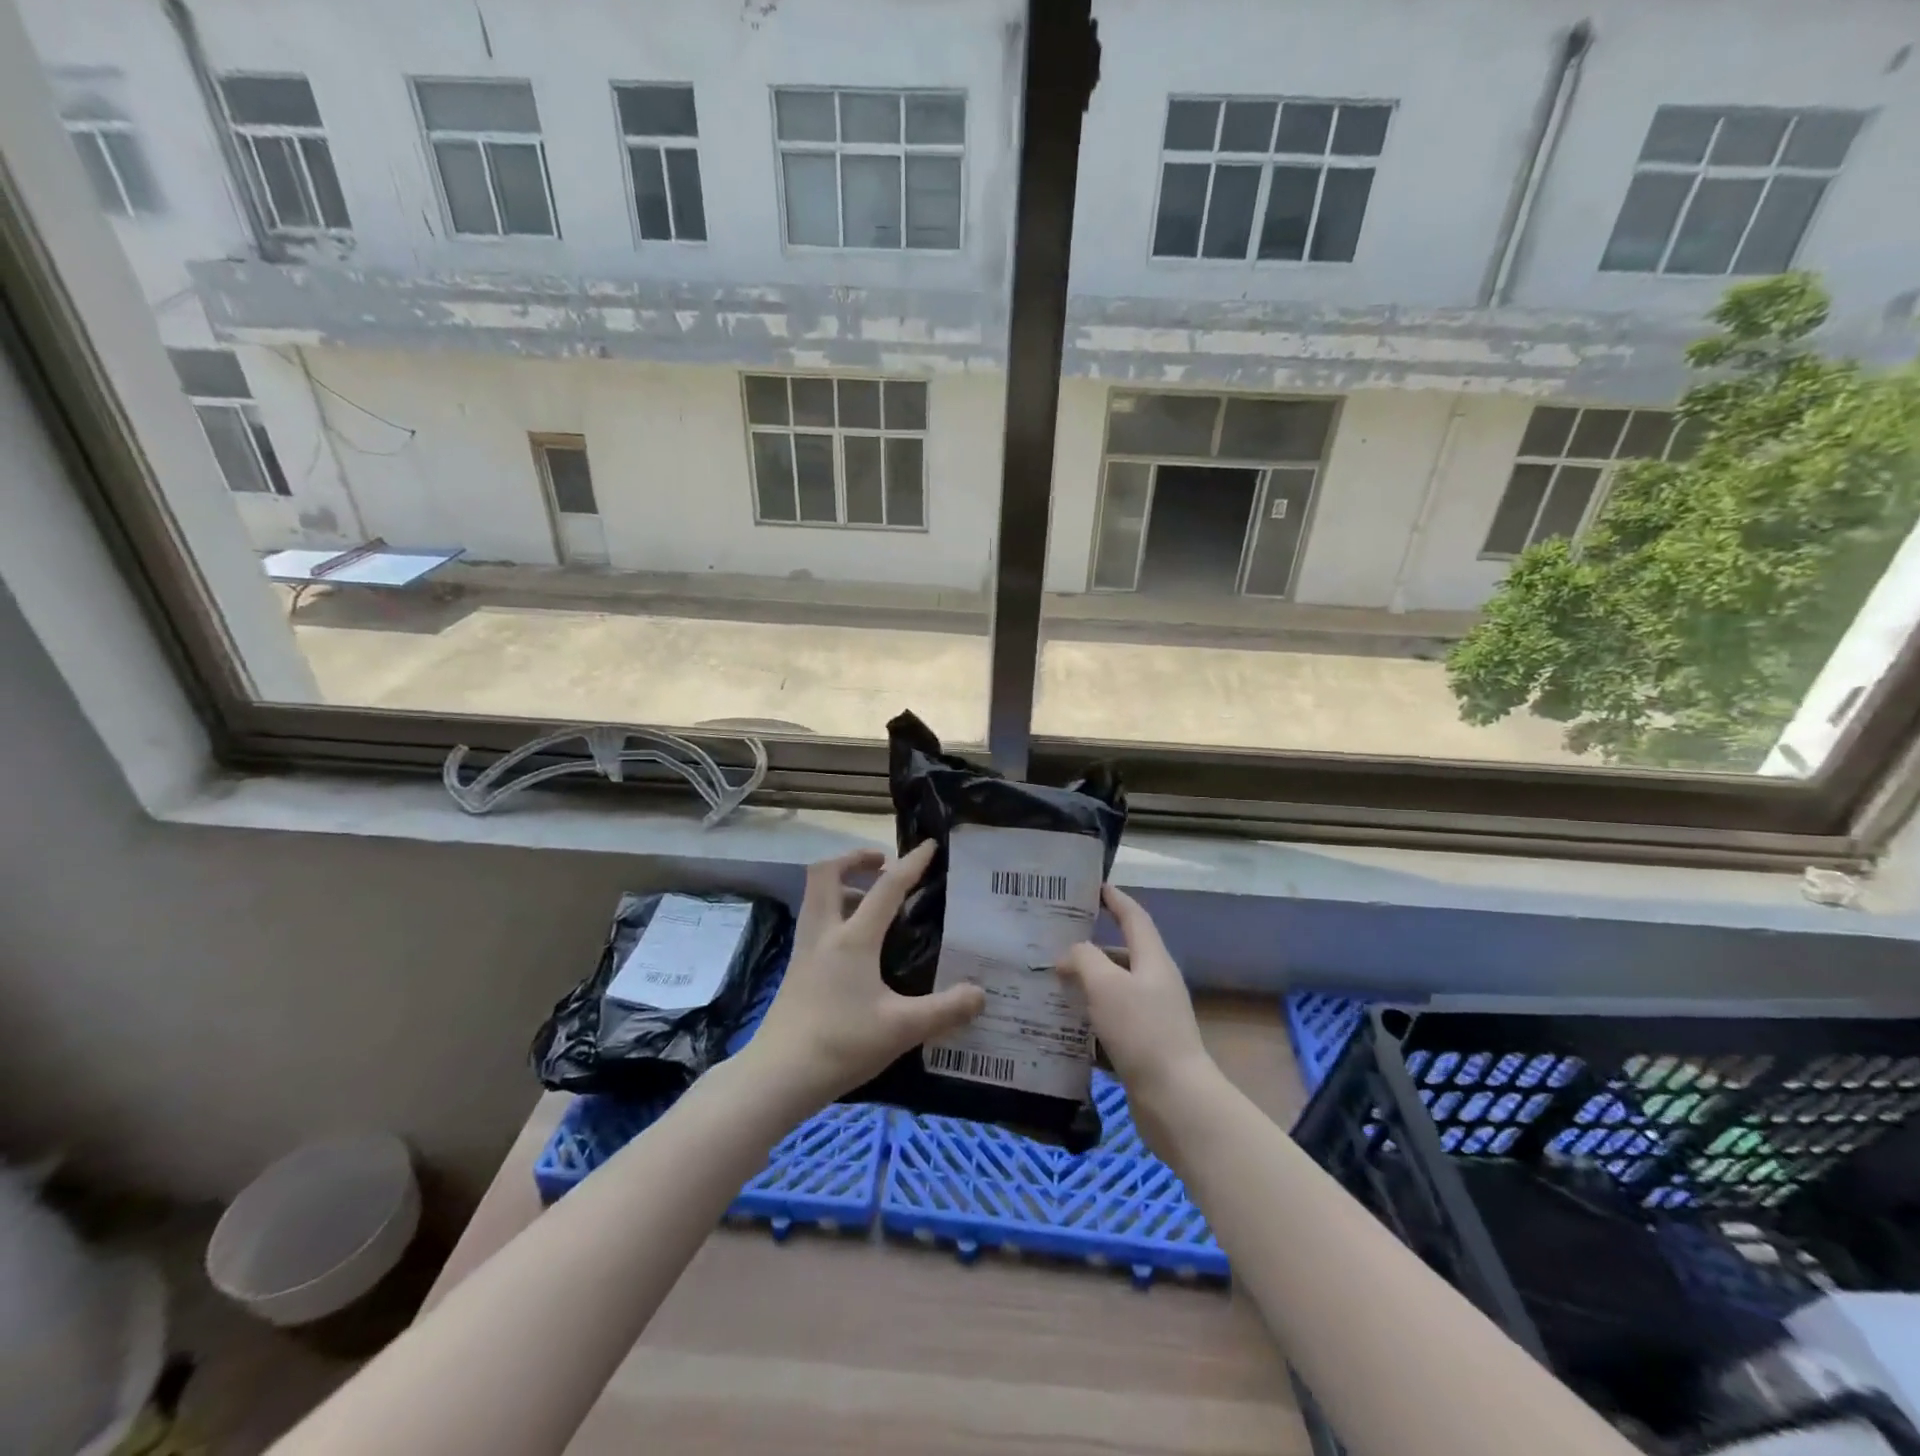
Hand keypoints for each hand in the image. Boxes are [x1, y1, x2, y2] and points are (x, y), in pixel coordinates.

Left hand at [745, 844, 985, 1110]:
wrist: (778, 1077)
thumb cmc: (841, 1045)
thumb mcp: (902, 1029)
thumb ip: (946, 1010)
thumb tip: (981, 994)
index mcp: (853, 939)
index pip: (886, 888)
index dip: (911, 864)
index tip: (929, 846)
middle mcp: (824, 934)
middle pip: (826, 873)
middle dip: (854, 859)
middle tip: (883, 865)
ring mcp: (804, 951)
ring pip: (815, 897)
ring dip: (841, 884)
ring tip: (868, 899)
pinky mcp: (796, 971)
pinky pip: (814, 922)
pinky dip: (833, 913)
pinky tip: (854, 944)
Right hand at [1057, 886, 1219, 1160]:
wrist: (1176, 1102)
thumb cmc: (1142, 1032)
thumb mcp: (1106, 985)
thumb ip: (1084, 959)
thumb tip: (1069, 955)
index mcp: (1153, 961)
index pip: (1134, 917)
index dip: (1115, 899)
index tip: (1094, 886)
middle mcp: (1155, 984)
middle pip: (1120, 955)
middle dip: (1089, 948)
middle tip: (1052, 944)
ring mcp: (1151, 1019)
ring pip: (1112, 992)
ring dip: (1084, 987)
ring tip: (1049, 985)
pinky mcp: (1143, 1049)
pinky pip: (1109, 1025)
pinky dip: (1087, 1023)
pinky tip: (1061, 1029)